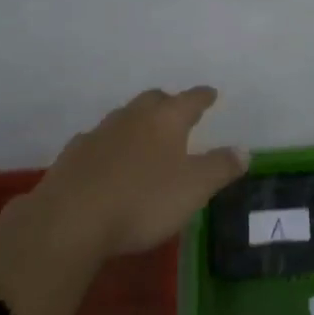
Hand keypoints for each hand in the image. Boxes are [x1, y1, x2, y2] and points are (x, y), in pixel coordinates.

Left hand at [32, 85, 248, 256]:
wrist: (69, 221)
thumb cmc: (142, 201)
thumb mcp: (194, 189)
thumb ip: (220, 168)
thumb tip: (244, 150)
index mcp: (166, 120)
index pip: (191, 100)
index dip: (203, 97)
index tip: (211, 94)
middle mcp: (133, 117)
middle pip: (154, 100)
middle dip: (168, 103)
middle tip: (177, 113)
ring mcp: (99, 134)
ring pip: (124, 118)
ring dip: (137, 123)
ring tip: (145, 138)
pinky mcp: (72, 156)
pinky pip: (97, 142)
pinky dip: (109, 146)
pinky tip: (108, 162)